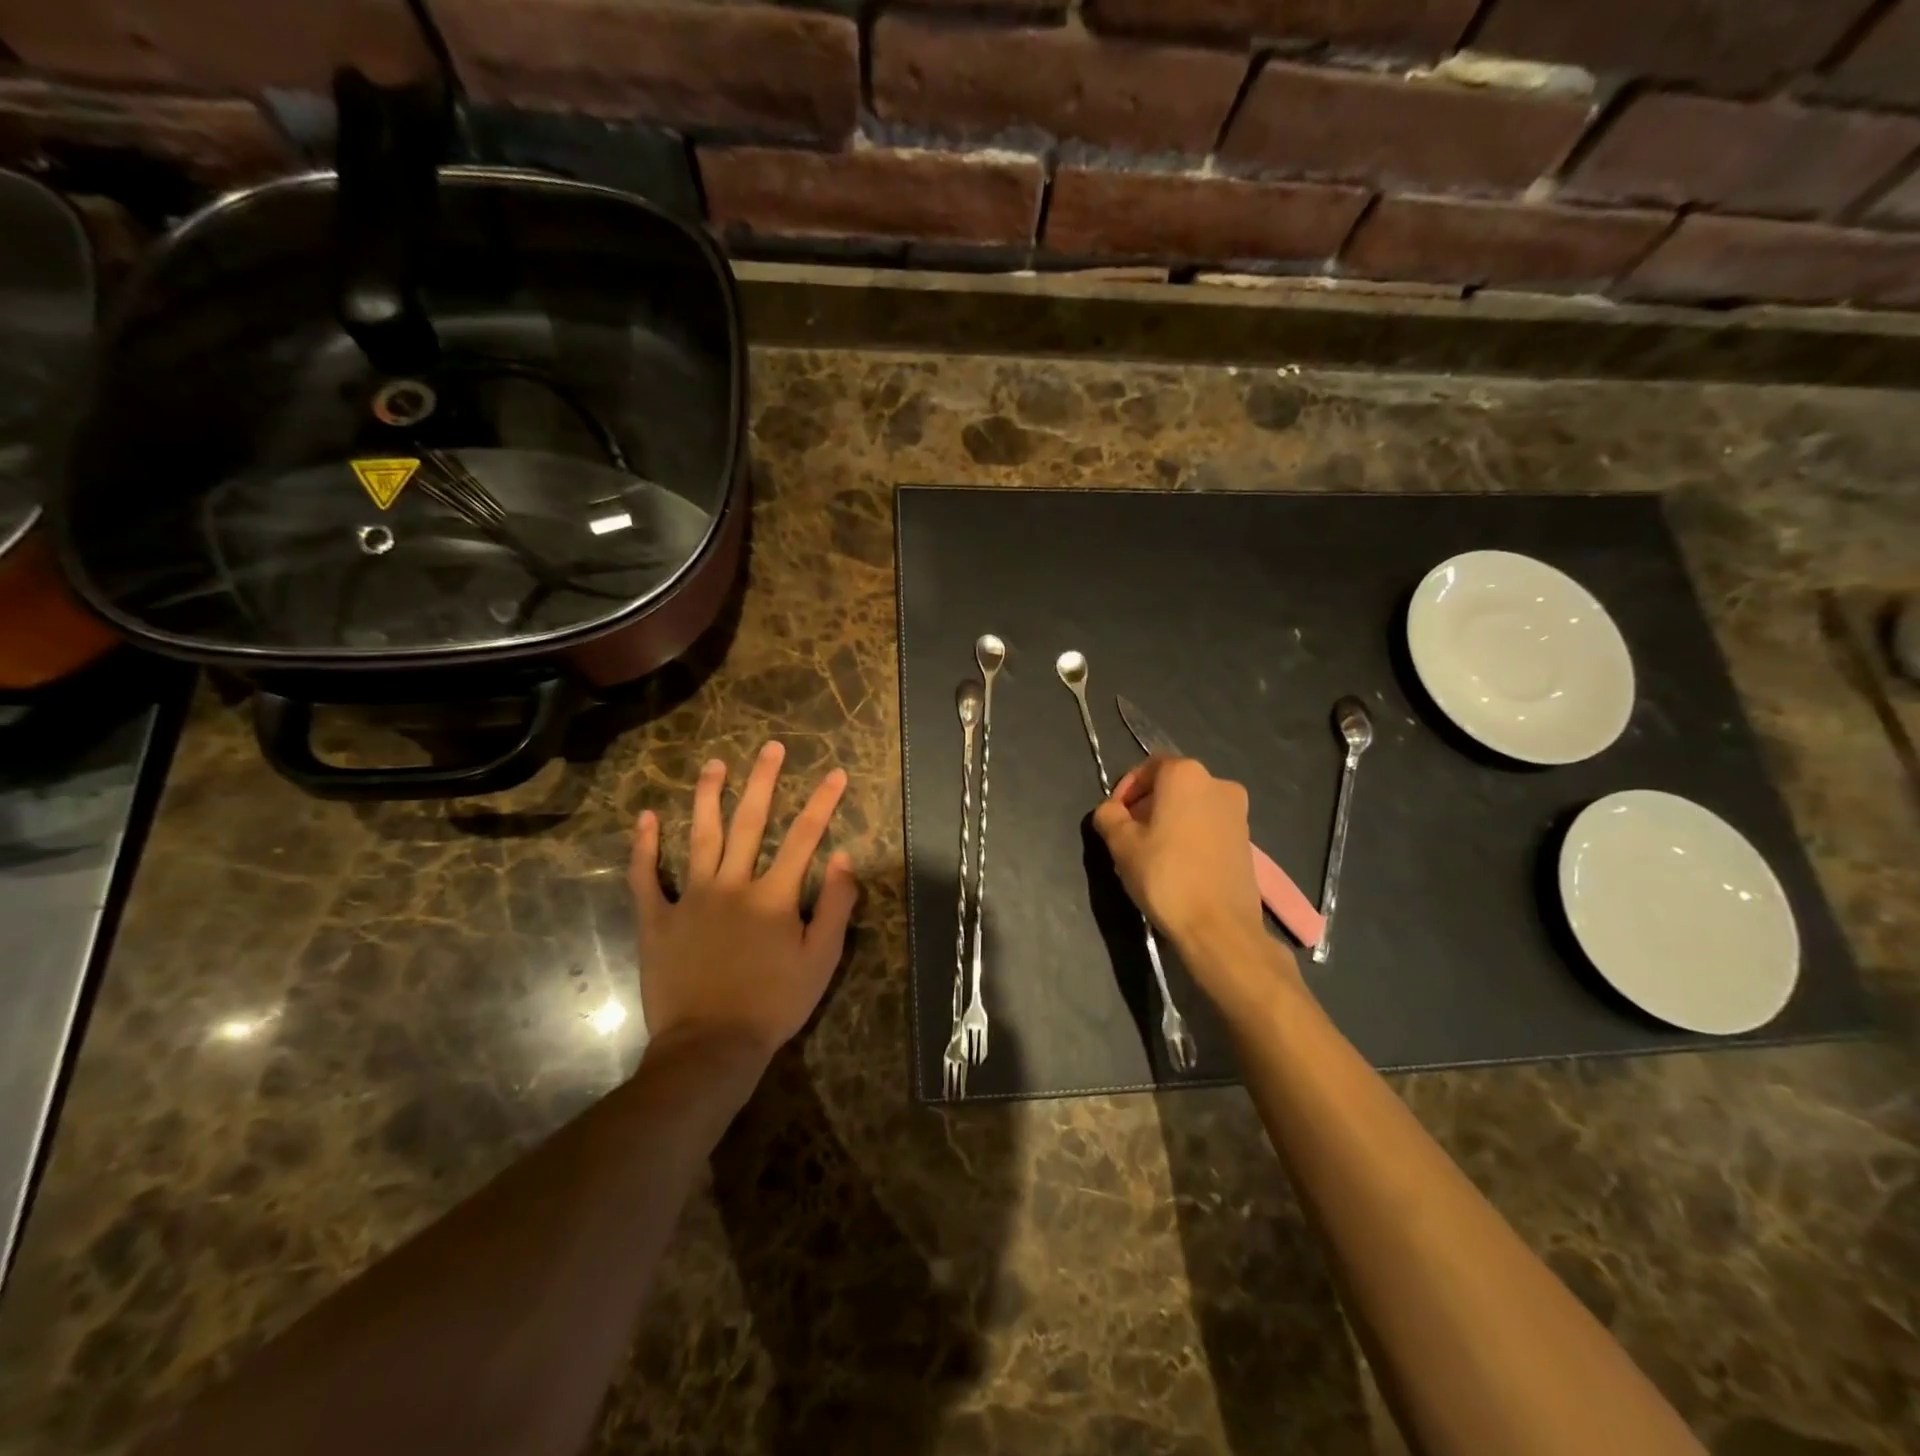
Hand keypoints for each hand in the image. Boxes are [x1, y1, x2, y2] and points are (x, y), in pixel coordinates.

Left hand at [630, 742, 858, 1063]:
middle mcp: (732, 885)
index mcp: (774, 896)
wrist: (710, 1046)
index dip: (823, 802)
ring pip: (699, 837)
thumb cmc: (773, 1005)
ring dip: (708, 797)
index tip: (836, 773)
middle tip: (771, 748)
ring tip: (714, 765)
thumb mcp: (821, 960)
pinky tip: (645, 818)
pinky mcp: (657, 919)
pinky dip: (644, 847)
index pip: (805, 838)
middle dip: (764, 781)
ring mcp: (690, 899)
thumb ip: (836, 906)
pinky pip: (646, 877)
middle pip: (750, 822)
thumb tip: (845, 857)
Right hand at [1092, 754, 1299, 1017]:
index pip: (1148, 767)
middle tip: (1128, 835)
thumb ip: (1108, 816)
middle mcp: (1217, 783)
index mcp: (1186, 774)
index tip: (1114, 816)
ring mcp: (1238, 812)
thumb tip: (1110, 811)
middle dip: (1147, 805)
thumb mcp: (1121, 844)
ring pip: (1192, 806)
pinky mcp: (1247, 839)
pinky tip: (1176, 864)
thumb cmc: (1165, 876)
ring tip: (1150, 853)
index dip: (1126, 789)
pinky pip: (1209, 825)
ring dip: (1168, 820)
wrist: (1219, 927)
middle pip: (1172, 785)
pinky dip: (1190, 835)